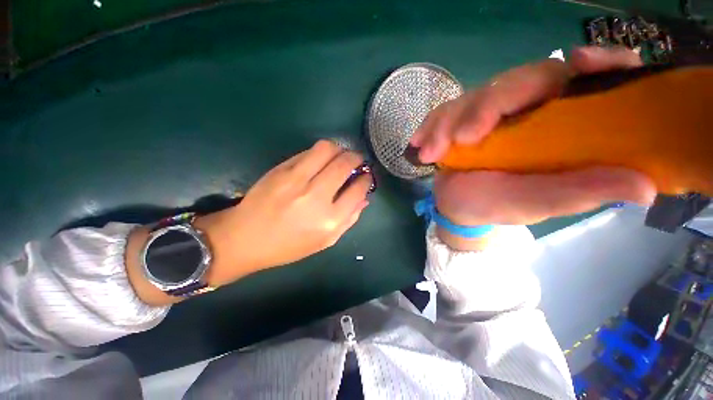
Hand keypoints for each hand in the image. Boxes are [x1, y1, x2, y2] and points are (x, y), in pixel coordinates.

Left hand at [197, 140, 372, 285]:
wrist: (245, 238)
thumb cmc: (289, 245)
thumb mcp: (325, 241)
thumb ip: (349, 219)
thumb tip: (364, 198)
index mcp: (329, 220)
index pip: (358, 189)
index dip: (366, 179)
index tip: (366, 176)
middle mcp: (316, 196)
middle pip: (345, 164)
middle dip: (357, 158)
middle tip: (357, 161)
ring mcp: (296, 180)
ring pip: (327, 149)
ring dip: (340, 149)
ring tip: (340, 157)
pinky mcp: (281, 169)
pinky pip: (308, 152)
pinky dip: (321, 153)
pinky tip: (320, 161)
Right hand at [410, 47, 655, 234]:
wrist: (459, 207)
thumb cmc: (499, 206)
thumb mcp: (541, 203)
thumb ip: (583, 191)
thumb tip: (645, 186)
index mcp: (556, 123)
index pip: (582, 79)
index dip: (592, 63)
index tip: (579, 63)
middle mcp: (524, 110)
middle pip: (513, 83)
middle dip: (483, 107)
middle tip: (460, 138)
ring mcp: (486, 113)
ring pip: (468, 98)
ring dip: (445, 123)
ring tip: (429, 153)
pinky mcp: (456, 120)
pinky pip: (441, 113)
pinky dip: (428, 126)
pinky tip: (418, 143)